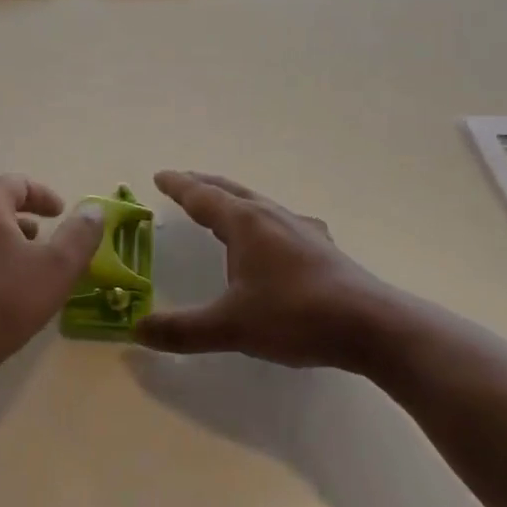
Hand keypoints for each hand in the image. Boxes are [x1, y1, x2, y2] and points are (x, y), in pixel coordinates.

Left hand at [0, 175, 102, 398]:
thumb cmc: (4, 300)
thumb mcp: (57, 267)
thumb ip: (80, 235)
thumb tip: (94, 209)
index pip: (16, 183)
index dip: (44, 195)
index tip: (62, 213)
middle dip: (21, 208)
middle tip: (43, 223)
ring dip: (6, 230)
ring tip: (30, 251)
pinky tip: (8, 280)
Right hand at [136, 171, 393, 370]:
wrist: (371, 325)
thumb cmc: (295, 316)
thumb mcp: (231, 327)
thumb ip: (183, 329)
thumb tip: (136, 330)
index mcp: (245, 223)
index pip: (203, 196)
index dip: (179, 186)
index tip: (160, 176)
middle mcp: (272, 216)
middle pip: (230, 191)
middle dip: (203, 185)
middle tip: (182, 182)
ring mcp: (301, 229)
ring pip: (257, 204)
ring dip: (233, 200)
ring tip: (220, 207)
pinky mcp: (321, 247)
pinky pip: (279, 221)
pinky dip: (260, 220)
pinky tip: (273, 237)